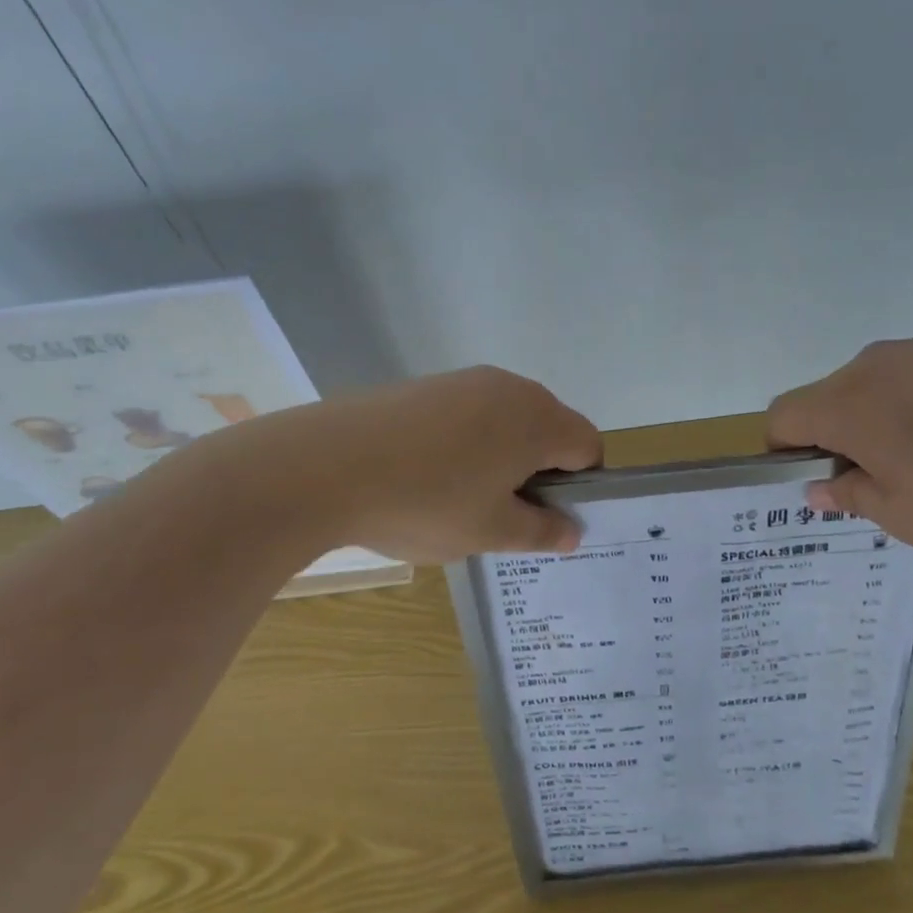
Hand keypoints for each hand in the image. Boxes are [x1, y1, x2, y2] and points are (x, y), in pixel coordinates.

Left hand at [209, 366, 601, 563]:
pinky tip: (428, 475)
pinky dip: (468, 443)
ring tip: (463, 498)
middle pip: (550, 428)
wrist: (323, 465)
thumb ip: (542, 531)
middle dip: (541, 471)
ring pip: (507, 421)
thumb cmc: (426, 502)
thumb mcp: (491, 532)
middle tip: (506, 514)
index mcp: (539, 419)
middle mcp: (510, 388)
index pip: (588, 446)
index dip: (580, 486)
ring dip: (503, 457)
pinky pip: (470, 414)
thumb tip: (572, 530)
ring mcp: (465, 381)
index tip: (548, 518)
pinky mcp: (426, 385)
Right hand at [766, 340, 912, 548]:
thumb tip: (819, 488)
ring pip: (870, 388)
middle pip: (824, 400)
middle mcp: (872, 366)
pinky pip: (912, 378)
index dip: (785, 451)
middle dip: (834, 440)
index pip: (782, 416)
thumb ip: (852, 497)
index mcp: (849, 404)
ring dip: (877, 423)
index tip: (819, 481)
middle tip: (879, 483)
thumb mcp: (910, 516)